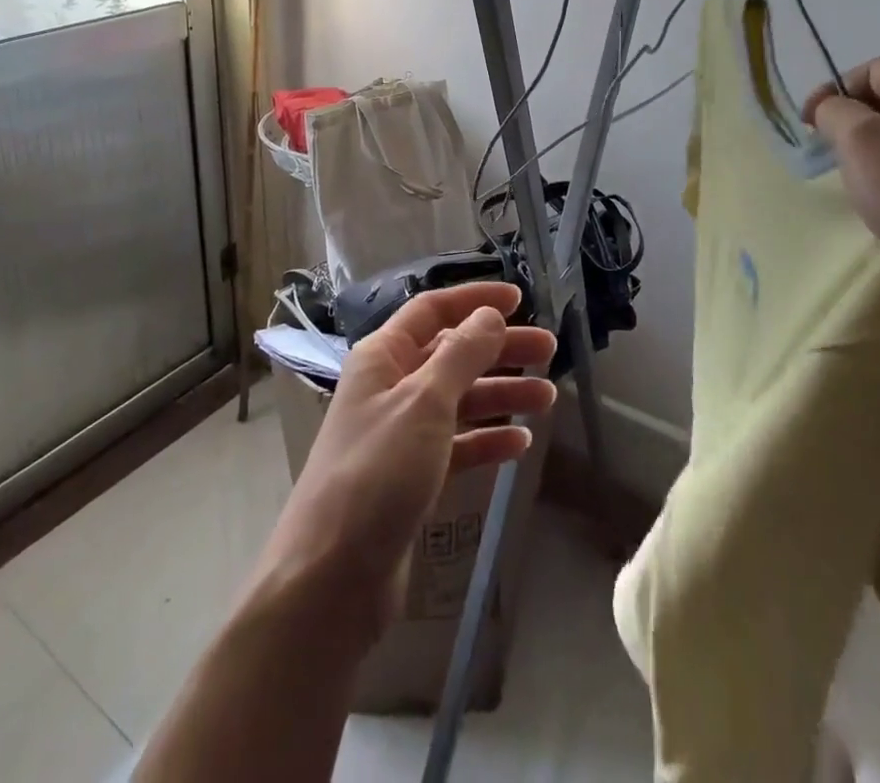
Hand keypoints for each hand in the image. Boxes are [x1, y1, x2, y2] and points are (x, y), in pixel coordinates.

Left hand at [251, 282, 556, 649]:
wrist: (331, 579)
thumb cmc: (377, 474)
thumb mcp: (424, 404)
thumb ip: (461, 355)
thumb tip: (489, 315)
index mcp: (383, 357)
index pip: (432, 311)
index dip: (474, 301)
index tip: (519, 300)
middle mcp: (390, 387)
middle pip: (451, 354)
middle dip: (499, 349)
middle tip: (549, 350)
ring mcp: (399, 435)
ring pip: (458, 400)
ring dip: (500, 394)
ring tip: (547, 398)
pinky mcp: (410, 478)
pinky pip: (456, 446)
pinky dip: (486, 440)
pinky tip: (519, 444)